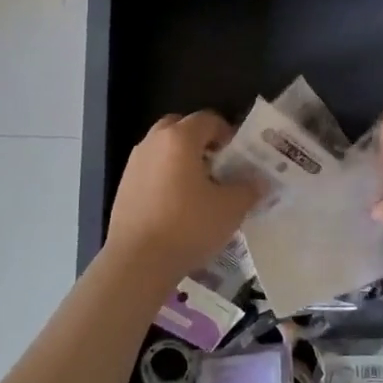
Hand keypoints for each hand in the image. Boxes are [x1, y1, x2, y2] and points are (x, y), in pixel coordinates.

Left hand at [103, 112, 259, 284]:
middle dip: (201, 142)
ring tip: (198, 189)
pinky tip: (177, 206)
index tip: (239, 157)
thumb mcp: (230, 209)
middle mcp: (153, 142)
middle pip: (180, 128)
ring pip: (163, 149)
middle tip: (217, 166)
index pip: (208, 119)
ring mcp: (134, 163)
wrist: (137, 262)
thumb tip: (259, 181)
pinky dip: (165, 177)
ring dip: (181, 159)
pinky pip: (150, 170)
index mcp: (180, 138)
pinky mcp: (124, 186)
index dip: (228, 133)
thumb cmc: (188, 227)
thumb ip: (249, 189)